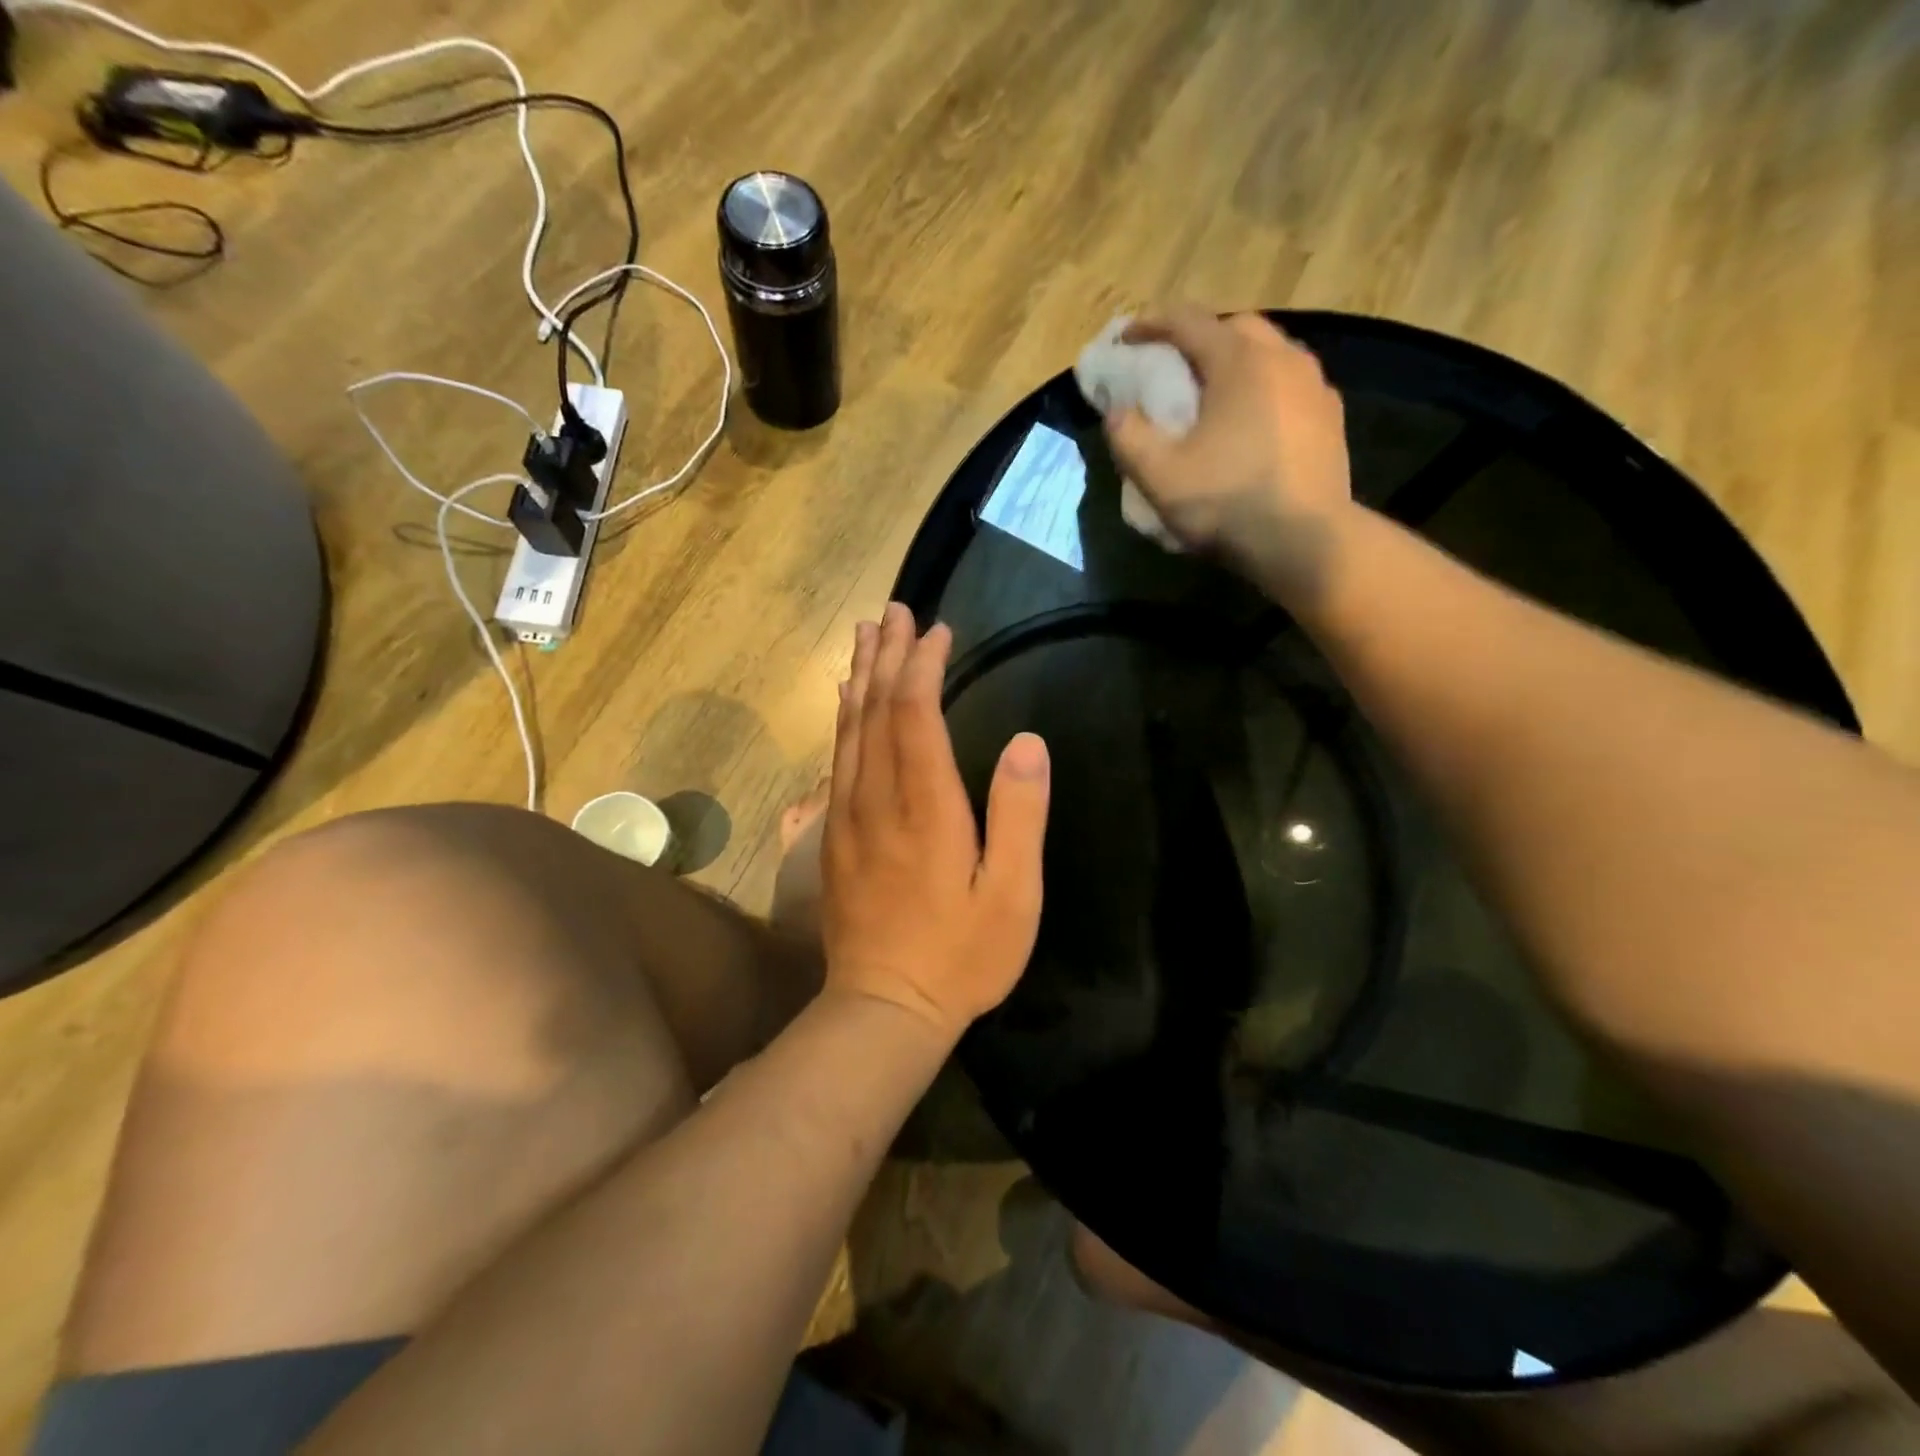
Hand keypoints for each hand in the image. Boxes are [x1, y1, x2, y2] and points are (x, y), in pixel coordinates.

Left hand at [821, 603, 1050, 1039]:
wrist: (882, 1009)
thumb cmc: (960, 956)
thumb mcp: (1011, 895)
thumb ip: (1020, 816)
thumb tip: (1029, 743)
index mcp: (925, 807)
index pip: (916, 715)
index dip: (924, 666)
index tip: (938, 631)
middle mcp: (877, 799)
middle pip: (875, 710)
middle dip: (886, 657)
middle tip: (893, 611)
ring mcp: (847, 817)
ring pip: (849, 731)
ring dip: (859, 679)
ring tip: (865, 637)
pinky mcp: (833, 836)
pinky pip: (837, 761)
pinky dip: (844, 721)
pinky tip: (847, 705)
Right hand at [1106, 308, 1355, 603]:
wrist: (1305, 542)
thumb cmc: (1227, 503)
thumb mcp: (1159, 476)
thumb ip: (1129, 437)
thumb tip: (1117, 412)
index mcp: (1239, 361)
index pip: (1189, 321)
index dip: (1151, 324)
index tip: (1126, 337)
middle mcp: (1283, 359)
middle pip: (1236, 328)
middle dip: (1199, 338)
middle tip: (1173, 365)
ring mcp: (1315, 387)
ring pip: (1270, 353)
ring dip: (1235, 362)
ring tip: (1213, 393)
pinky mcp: (1331, 418)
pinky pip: (1290, 385)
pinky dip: (1263, 388)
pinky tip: (1251, 421)